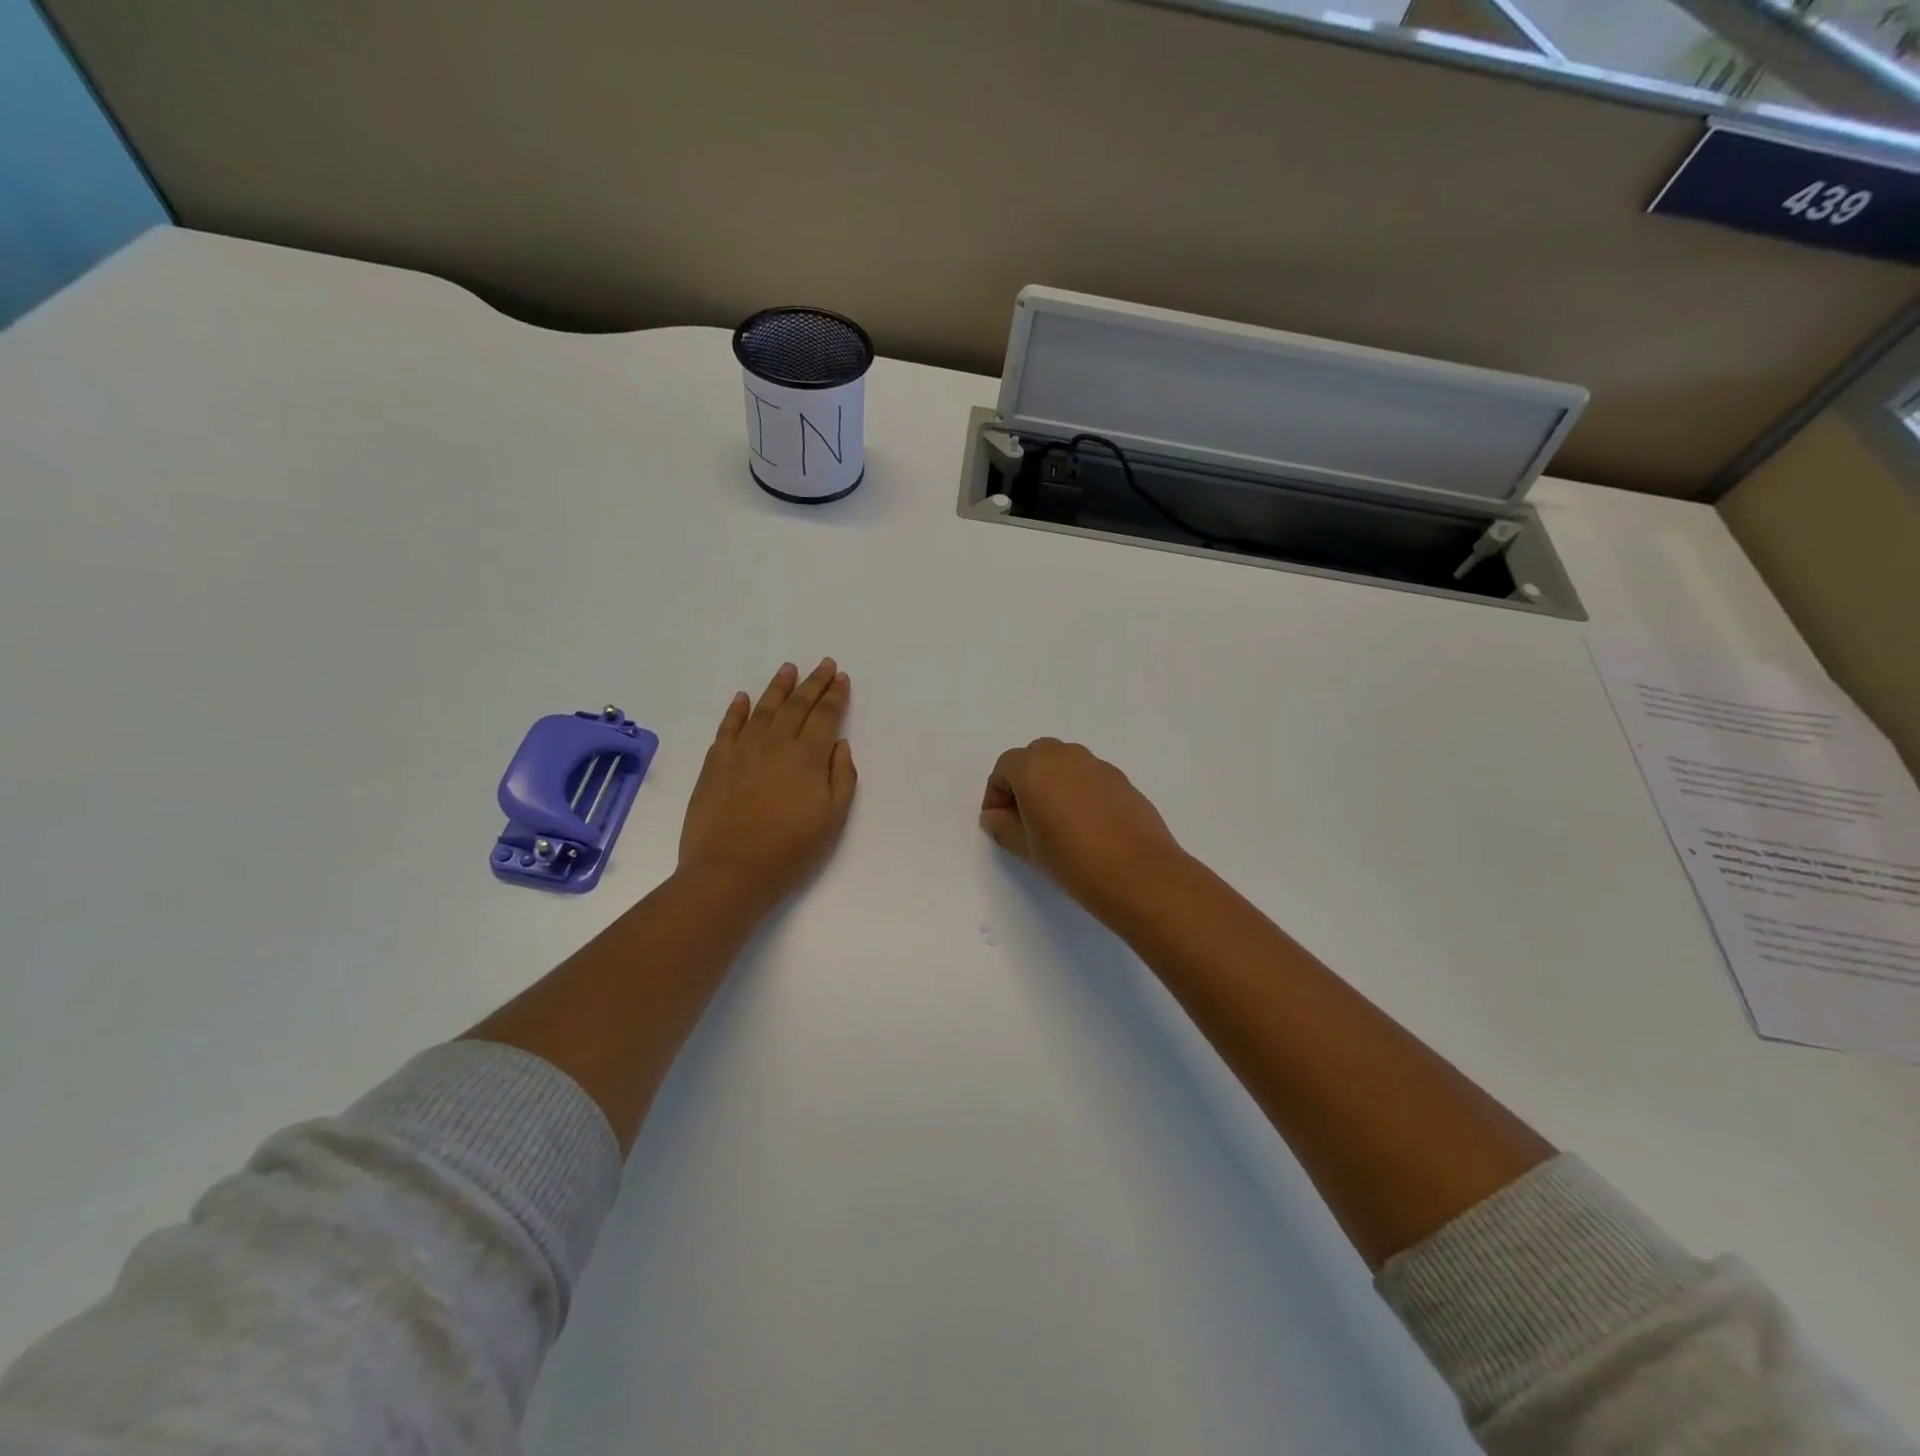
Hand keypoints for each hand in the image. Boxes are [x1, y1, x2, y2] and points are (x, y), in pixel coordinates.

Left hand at [677, 659, 857, 913]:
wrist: (729, 871)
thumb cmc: (789, 850)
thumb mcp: (832, 819)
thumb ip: (841, 777)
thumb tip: (839, 744)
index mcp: (807, 756)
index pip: (825, 715)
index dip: (835, 695)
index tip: (842, 678)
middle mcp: (775, 743)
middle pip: (797, 705)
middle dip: (813, 682)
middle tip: (824, 664)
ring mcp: (741, 750)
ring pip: (763, 708)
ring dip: (778, 686)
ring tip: (788, 668)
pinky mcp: (716, 762)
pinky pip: (728, 726)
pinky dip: (737, 709)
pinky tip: (743, 697)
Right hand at [979, 738, 1186, 916]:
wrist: (1138, 873)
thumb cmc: (1071, 859)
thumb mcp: (1026, 848)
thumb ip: (1003, 826)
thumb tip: (995, 816)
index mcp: (1034, 768)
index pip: (1005, 767)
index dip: (996, 793)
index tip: (999, 822)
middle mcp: (1065, 756)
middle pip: (1035, 757)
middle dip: (1025, 782)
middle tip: (1024, 818)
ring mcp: (1097, 765)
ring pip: (1065, 764)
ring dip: (1053, 784)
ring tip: (1056, 823)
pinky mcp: (1122, 780)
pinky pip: (1089, 777)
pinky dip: (1079, 791)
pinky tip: (1086, 826)